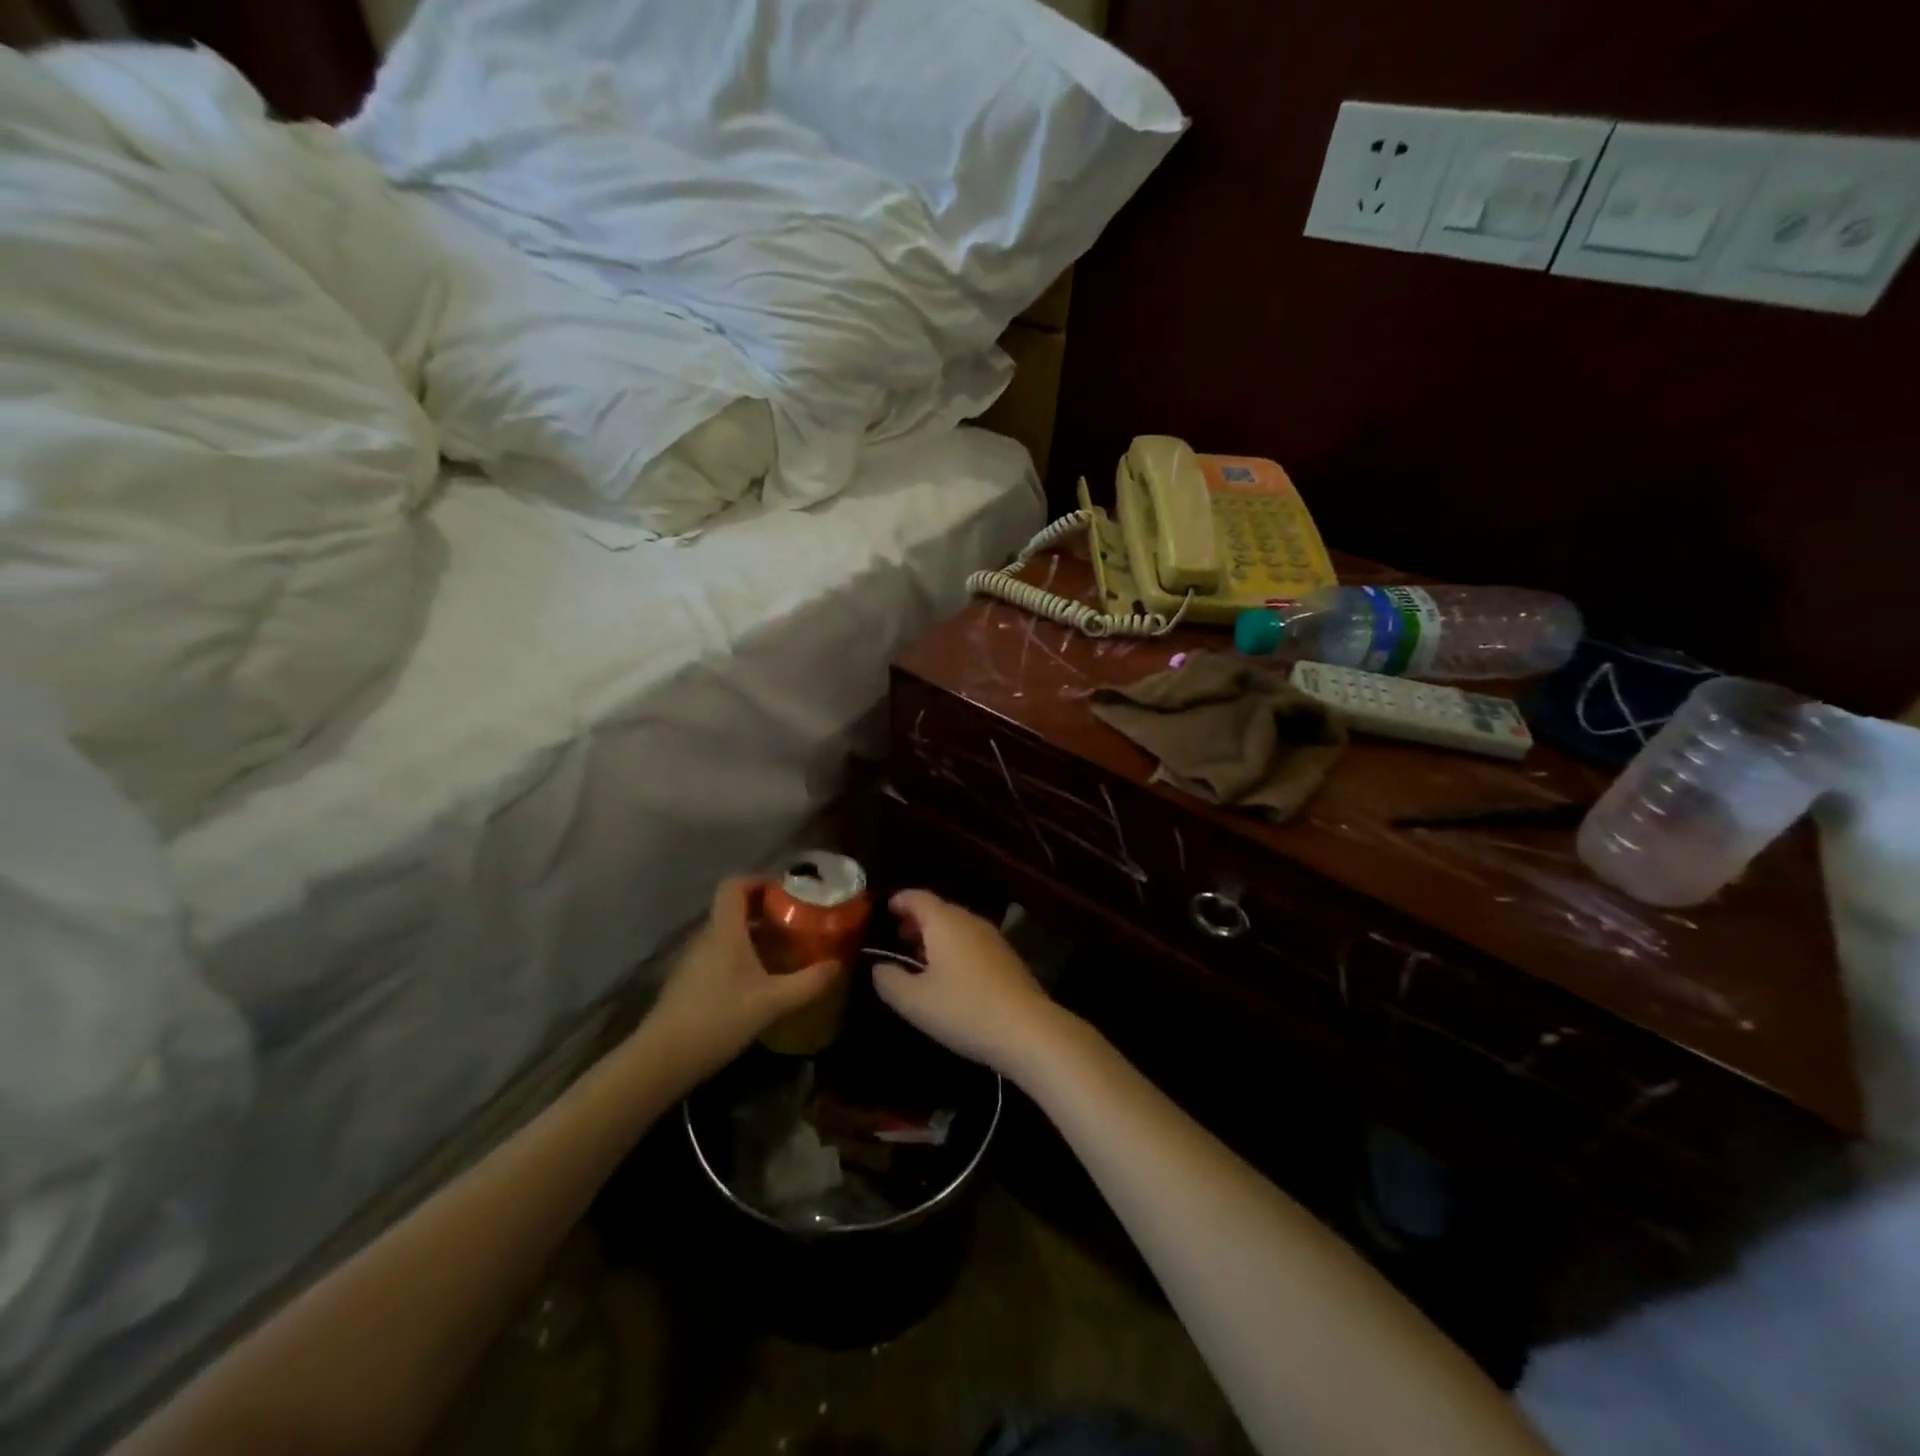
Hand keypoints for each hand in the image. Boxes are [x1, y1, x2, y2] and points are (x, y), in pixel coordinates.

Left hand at [641, 877, 842, 1082]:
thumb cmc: (719, 1019)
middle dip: (765, 911)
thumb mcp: (772, 1002)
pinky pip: (718, 955)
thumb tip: (838, 965)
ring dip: (754, 936)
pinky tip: (758, 982)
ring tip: (783, 952)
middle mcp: (706, 938)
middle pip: (733, 909)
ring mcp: (693, 960)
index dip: (759, 881)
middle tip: (795, 923)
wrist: (662, 1060)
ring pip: (726, 934)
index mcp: (725, 931)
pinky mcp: (688, 983)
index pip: (735, 885)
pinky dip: (740, 957)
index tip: (787, 891)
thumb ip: (808, 982)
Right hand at [872, 890, 1074, 1079]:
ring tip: (919, 959)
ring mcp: (993, 938)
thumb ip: (889, 981)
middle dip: (916, 921)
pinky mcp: (1007, 958)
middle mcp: (970, 921)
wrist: (1027, 1029)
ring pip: (957, 927)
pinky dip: (954, 949)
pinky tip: (949, 976)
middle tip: (896, 938)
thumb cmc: (964, 1009)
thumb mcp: (914, 1001)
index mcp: (945, 922)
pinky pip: (972, 943)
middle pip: (939, 910)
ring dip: (936, 937)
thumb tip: (879, 967)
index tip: (884, 910)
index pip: (917, 897)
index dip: (898, 901)